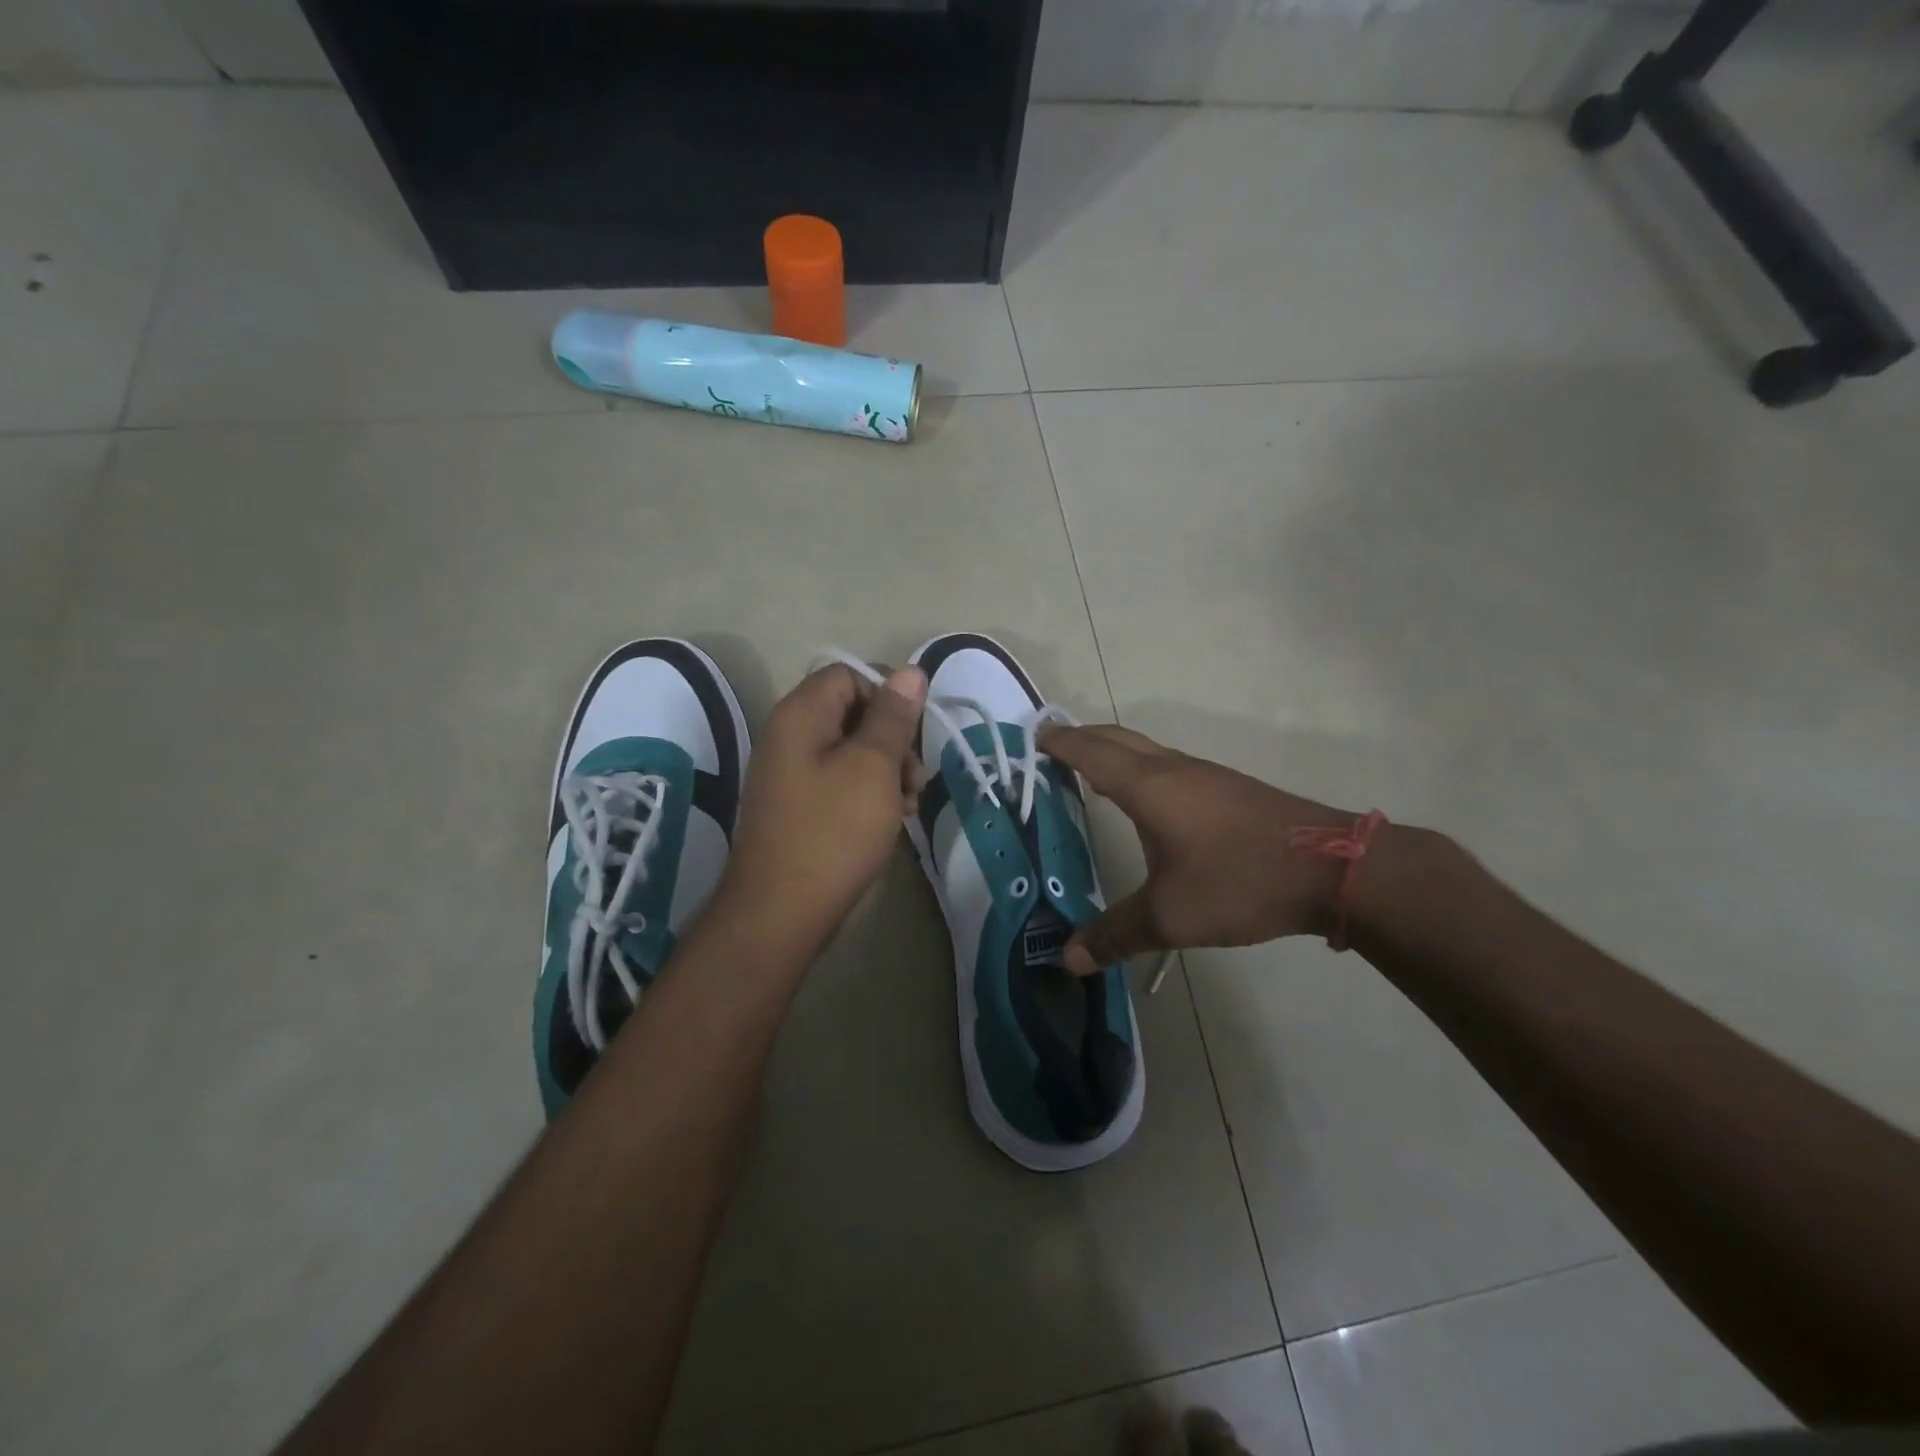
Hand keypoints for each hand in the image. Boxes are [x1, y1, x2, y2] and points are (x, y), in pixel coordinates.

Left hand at [716, 662, 926, 957]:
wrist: (781, 913)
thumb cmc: (833, 832)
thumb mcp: (873, 768)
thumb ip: (892, 717)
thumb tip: (909, 672)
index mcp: (800, 715)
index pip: (848, 675)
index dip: (886, 696)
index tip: (912, 733)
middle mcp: (788, 736)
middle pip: (851, 713)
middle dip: (892, 739)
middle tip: (917, 777)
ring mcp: (790, 774)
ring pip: (850, 751)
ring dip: (887, 770)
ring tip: (909, 804)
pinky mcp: (797, 807)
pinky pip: (839, 782)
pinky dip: (868, 793)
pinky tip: (891, 820)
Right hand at [1037, 724, 1357, 973]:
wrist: (1332, 868)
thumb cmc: (1239, 880)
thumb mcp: (1171, 916)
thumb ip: (1116, 934)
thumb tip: (1068, 959)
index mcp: (1148, 787)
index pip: (1091, 753)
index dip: (1060, 743)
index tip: (1033, 736)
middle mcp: (1172, 769)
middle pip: (1117, 739)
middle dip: (1082, 738)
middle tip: (1052, 746)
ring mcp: (1204, 775)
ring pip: (1145, 750)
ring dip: (1113, 751)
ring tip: (1089, 770)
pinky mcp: (1228, 789)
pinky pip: (1167, 765)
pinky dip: (1139, 768)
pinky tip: (1145, 798)